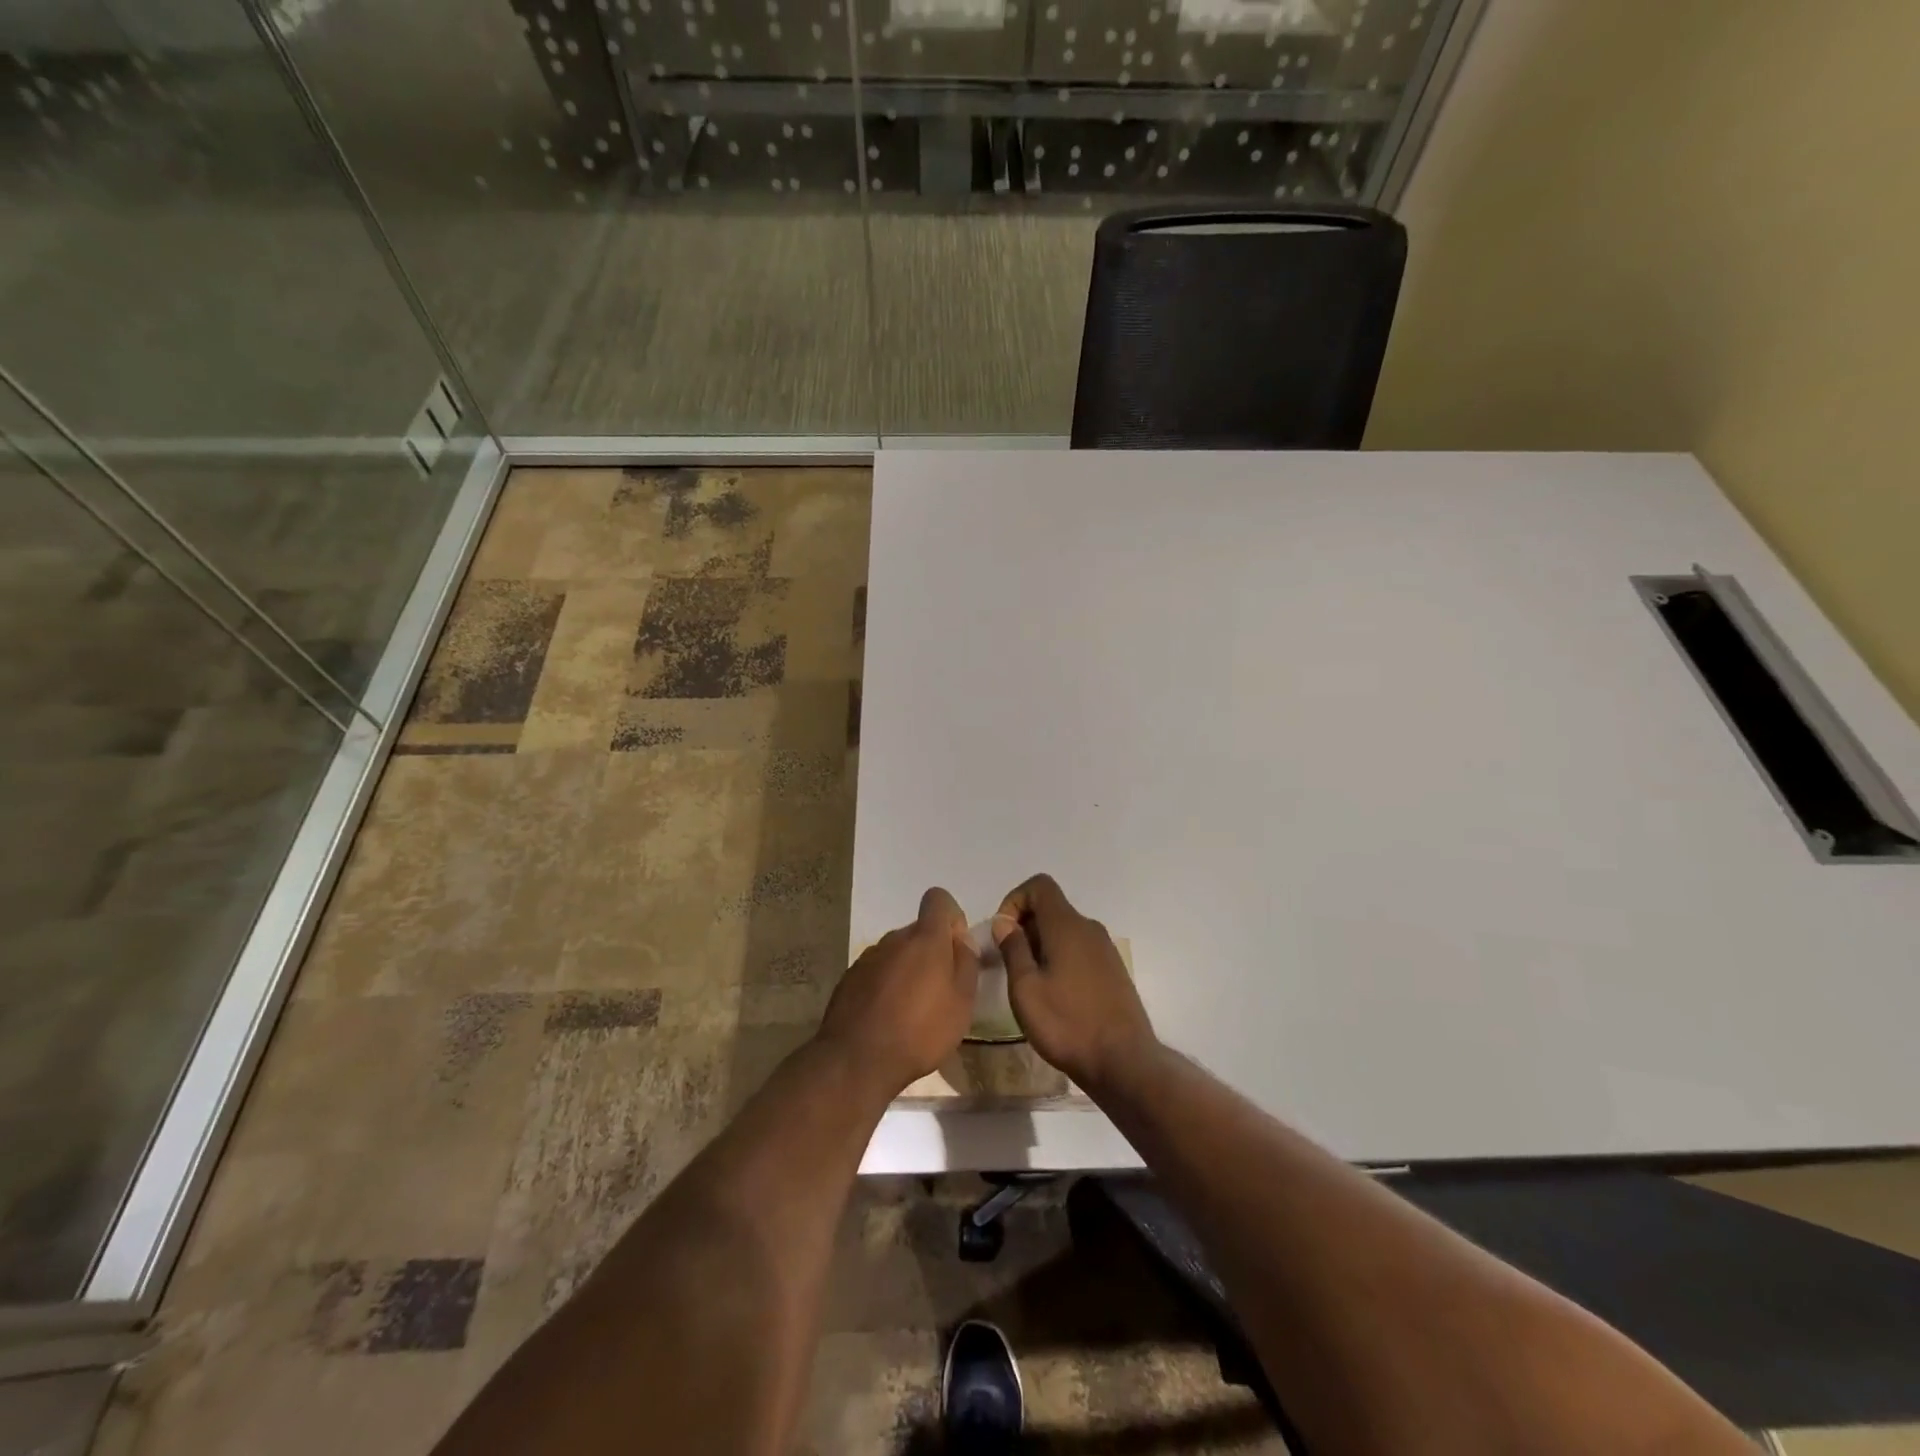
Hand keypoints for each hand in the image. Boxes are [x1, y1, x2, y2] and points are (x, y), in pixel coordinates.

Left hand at [818, 887, 979, 1098]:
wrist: (857, 1060)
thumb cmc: (920, 1031)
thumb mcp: (962, 1002)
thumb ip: (966, 963)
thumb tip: (962, 939)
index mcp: (925, 938)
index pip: (938, 899)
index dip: (951, 917)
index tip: (956, 948)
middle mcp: (894, 938)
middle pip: (918, 930)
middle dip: (932, 951)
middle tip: (940, 990)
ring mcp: (868, 957)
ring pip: (897, 952)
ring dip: (908, 969)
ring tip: (913, 1009)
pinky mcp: (849, 978)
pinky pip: (877, 971)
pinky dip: (886, 985)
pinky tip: (888, 1017)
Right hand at [994, 874, 1156, 1090]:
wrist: (1124, 1062)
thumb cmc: (1067, 1024)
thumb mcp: (1026, 989)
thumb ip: (1013, 948)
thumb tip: (1004, 922)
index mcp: (1067, 925)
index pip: (1040, 885)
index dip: (1015, 900)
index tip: (1004, 933)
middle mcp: (1089, 928)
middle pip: (1051, 908)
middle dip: (1025, 926)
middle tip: (1010, 964)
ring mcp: (1105, 950)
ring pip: (1065, 931)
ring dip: (1042, 945)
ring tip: (1030, 983)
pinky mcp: (1113, 971)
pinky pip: (1080, 950)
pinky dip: (1061, 958)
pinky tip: (1055, 995)